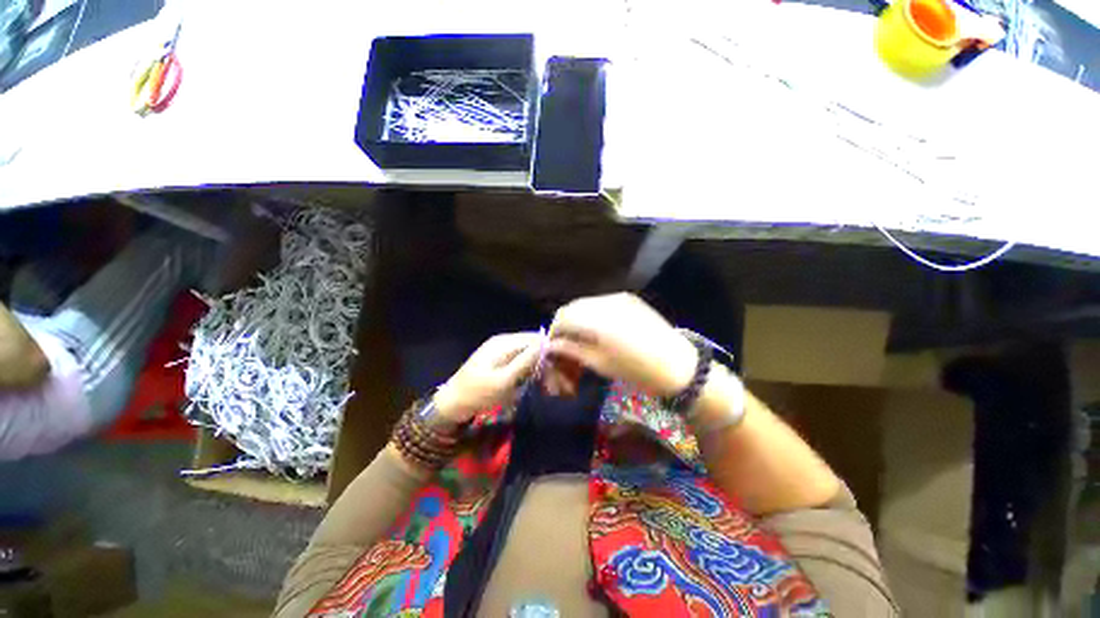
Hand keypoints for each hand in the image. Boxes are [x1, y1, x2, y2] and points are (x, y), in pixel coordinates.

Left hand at [433, 332, 541, 424]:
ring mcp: (499, 348)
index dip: (548, 350)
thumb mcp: (504, 380)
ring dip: (534, 364)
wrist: (452, 403)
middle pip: (531, 343)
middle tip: (548, 379)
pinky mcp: (497, 357)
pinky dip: (525, 367)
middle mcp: (503, 340)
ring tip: (538, 381)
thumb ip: (525, 361)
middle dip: (541, 358)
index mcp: (504, 342)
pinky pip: (517, 357)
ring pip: (525, 351)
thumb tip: (546, 344)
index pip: (535, 338)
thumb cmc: (479, 393)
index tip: (555, 368)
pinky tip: (526, 380)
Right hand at [549, 293, 696, 395]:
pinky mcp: (629, 298)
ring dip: (577, 317)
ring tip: (581, 336)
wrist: (678, 364)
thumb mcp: (599, 363)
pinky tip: (599, 328)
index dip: (553, 332)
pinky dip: (593, 313)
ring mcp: (618, 297)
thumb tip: (552, 345)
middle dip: (564, 324)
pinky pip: (601, 302)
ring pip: (586, 303)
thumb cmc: (636, 370)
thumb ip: (572, 350)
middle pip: (572, 307)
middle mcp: (603, 302)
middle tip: (565, 343)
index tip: (553, 346)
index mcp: (595, 320)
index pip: (561, 318)